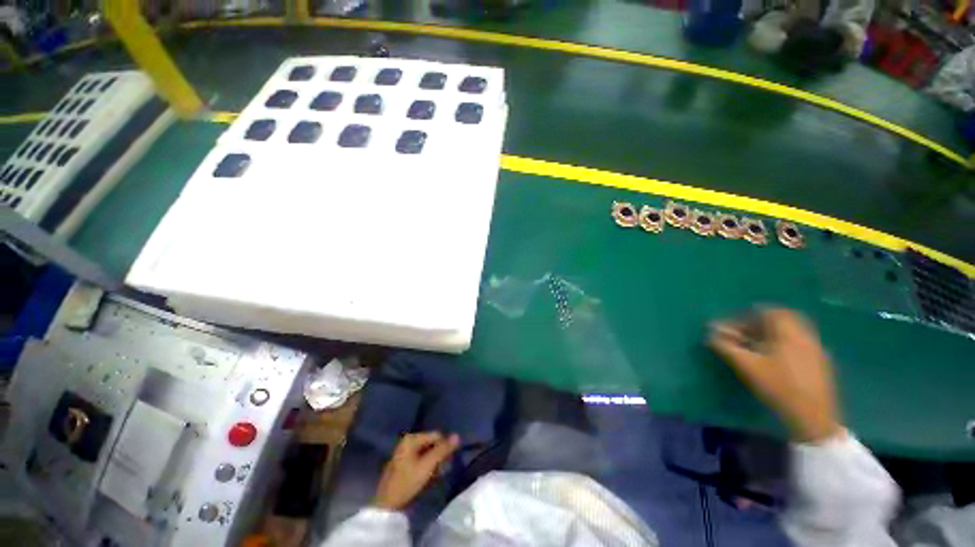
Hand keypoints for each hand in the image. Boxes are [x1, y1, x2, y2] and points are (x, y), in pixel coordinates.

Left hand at [373, 432, 460, 510]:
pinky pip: (420, 459)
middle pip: (431, 443)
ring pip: (427, 452)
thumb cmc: (407, 482)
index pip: (436, 435)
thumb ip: (443, 450)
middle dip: (439, 455)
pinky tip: (428, 477)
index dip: (444, 447)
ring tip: (435, 475)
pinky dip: (426, 466)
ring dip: (434, 462)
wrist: (387, 505)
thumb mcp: (427, 465)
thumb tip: (457, 435)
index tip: (447, 462)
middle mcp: (407, 441)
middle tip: (441, 470)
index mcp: (411, 438)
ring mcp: (404, 452)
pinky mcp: (403, 463)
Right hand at [709, 308, 841, 442]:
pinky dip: (784, 344)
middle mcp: (805, 336)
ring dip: (772, 334)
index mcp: (789, 333)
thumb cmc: (778, 387)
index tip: (733, 326)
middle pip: (782, 319)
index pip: (769, 311)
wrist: (813, 417)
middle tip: (744, 333)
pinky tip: (774, 359)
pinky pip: (799, 343)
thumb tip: (709, 334)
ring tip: (756, 347)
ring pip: (792, 332)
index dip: (748, 316)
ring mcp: (816, 350)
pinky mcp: (820, 363)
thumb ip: (726, 347)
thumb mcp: (747, 366)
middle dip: (760, 323)